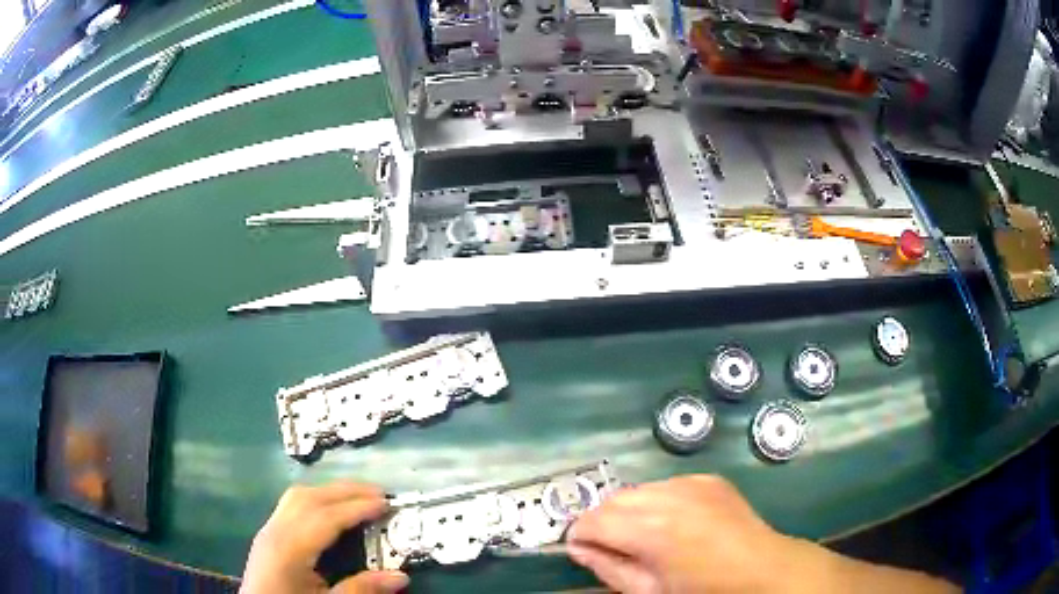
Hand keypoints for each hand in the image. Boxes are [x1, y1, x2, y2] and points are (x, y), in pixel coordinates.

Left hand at [240, 482, 408, 593]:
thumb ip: (361, 590)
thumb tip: (401, 576)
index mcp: (289, 549)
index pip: (326, 517)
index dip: (357, 507)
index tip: (386, 503)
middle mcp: (275, 531)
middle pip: (309, 497)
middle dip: (345, 490)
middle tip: (379, 493)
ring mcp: (268, 530)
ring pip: (297, 496)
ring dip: (329, 491)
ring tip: (358, 496)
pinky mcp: (267, 535)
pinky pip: (291, 505)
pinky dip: (316, 499)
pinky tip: (330, 509)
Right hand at [567, 475, 956, 593]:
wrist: (763, 568)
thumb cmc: (705, 591)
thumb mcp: (650, 591)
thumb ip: (609, 568)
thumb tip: (579, 548)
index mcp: (653, 528)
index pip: (594, 519)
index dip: (581, 535)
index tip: (582, 549)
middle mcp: (670, 495)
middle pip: (613, 499)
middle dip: (604, 521)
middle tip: (612, 547)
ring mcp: (692, 483)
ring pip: (639, 489)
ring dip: (630, 511)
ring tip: (644, 538)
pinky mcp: (708, 480)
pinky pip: (666, 486)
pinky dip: (657, 502)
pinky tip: (672, 525)